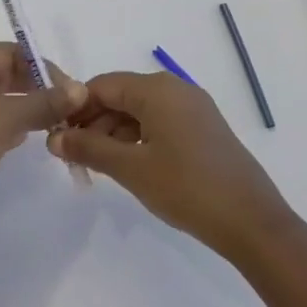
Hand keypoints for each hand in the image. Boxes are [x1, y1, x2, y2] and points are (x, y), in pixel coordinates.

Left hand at [0, 43, 84, 241]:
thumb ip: (44, 102)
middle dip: (34, 87)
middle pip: (2, 71)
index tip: (69, 90)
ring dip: (22, 106)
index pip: (10, 51)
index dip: (42, 67)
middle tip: (64, 108)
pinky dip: (6, 123)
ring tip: (49, 123)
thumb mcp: (6, 120)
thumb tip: (80, 88)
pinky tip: (21, 139)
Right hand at [49, 71, 293, 258]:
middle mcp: (175, 89)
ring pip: (140, 111)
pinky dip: (138, 138)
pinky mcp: (204, 128)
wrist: (252, 222)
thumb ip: (89, 149)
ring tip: (96, 166)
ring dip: (114, 133)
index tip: (56, 136)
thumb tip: (53, 138)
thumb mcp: (131, 169)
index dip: (75, 108)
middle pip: (121, 96)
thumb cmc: (187, 188)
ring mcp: (193, 108)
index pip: (102, 85)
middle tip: (72, 156)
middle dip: (93, 122)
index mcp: (157, 89)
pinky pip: (160, 122)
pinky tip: (128, 165)